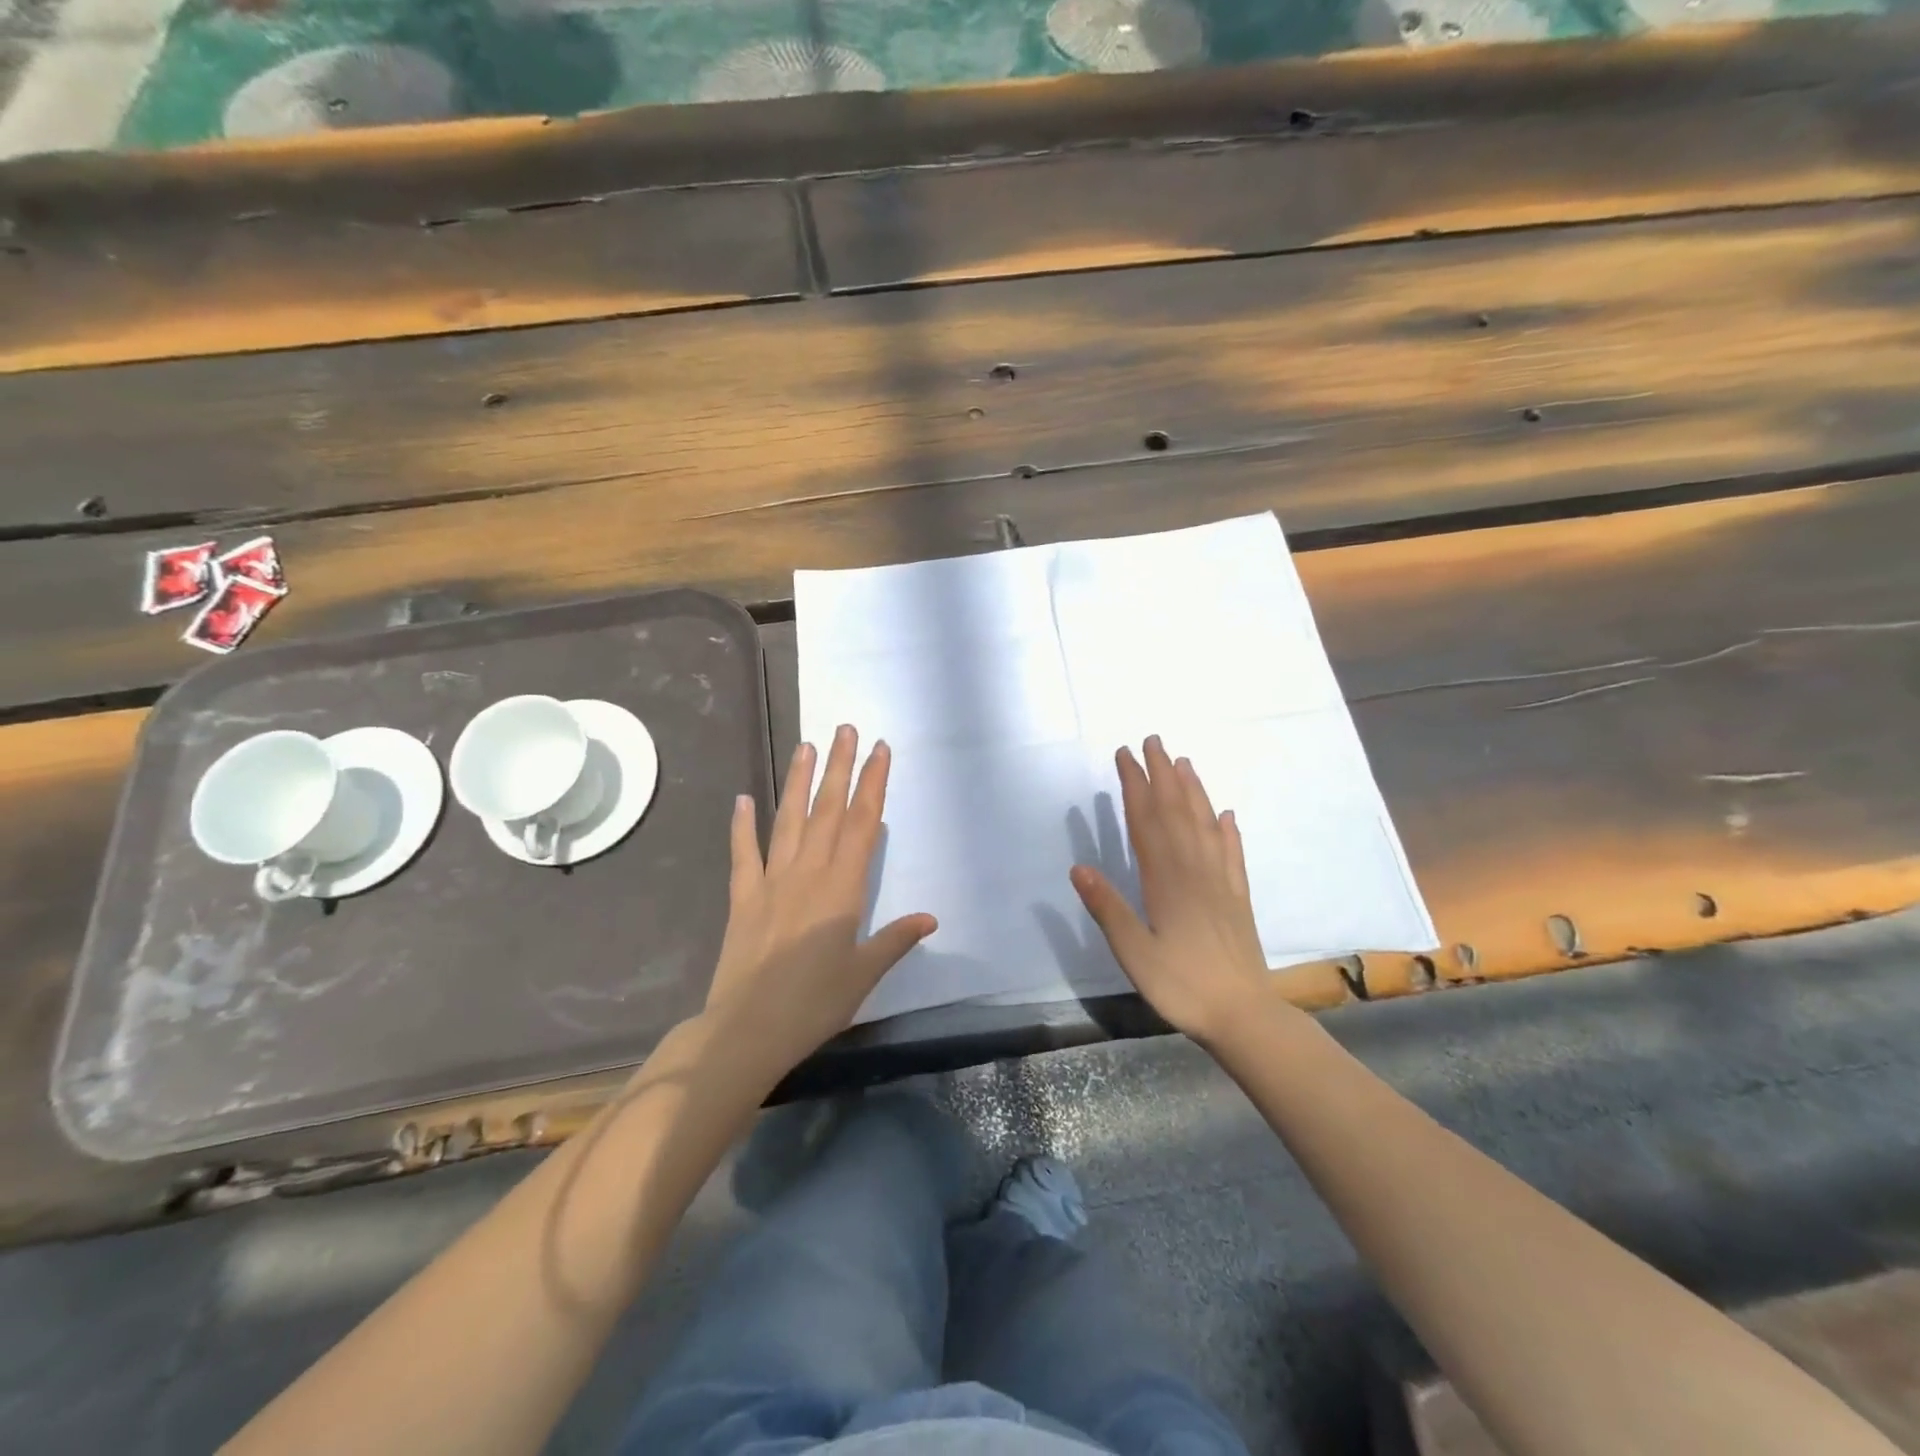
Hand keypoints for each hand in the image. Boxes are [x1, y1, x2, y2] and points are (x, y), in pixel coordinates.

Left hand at [704, 725, 936, 1077]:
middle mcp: (808, 873)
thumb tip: (930, 917)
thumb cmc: (814, 1004)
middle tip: (844, 728)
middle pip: (826, 810)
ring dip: (797, 781)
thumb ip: (895, 939)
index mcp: (842, 888)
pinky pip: (743, 853)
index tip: (879, 750)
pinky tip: (742, 799)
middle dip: (838, 767)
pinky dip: (742, 826)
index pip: (862, 824)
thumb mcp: (864, 973)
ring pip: (788, 820)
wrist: (748, 1029)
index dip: (872, 784)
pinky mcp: (743, 896)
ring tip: (805, 746)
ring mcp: (771, 881)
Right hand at [1070, 736, 1271, 1043]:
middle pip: (1177, 812)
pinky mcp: (1238, 898)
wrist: (1243, 1016)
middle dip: (1163, 774)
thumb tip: (1079, 868)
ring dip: (1194, 791)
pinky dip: (1228, 831)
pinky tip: (1226, 816)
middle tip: (1153, 741)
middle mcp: (1194, 871)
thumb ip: (1109, 910)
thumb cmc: (1181, 986)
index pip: (1147, 821)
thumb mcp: (1134, 954)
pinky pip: (1232, 854)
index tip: (1125, 755)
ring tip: (1184, 763)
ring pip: (1205, 825)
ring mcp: (1220, 882)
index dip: (1136, 786)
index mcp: (1166, 880)